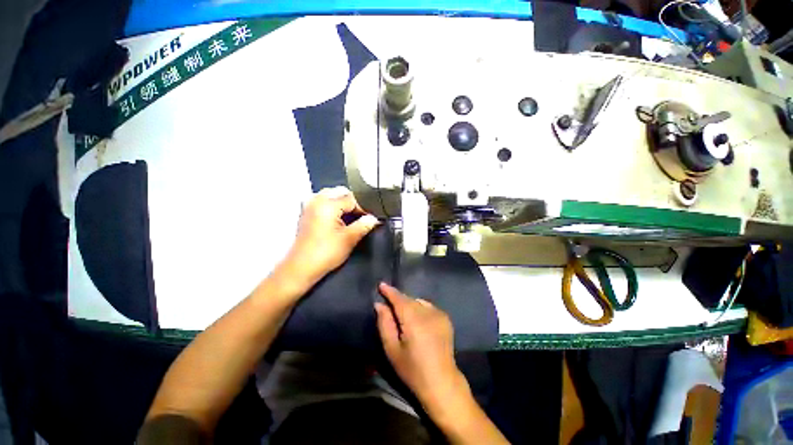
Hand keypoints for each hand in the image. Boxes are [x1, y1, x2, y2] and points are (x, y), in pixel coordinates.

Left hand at [281, 187, 378, 287]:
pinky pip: (323, 201)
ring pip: (331, 195)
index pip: (352, 198)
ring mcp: (309, 205)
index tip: (370, 218)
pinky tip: (338, 218)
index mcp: (327, 204)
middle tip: (362, 217)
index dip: (364, 208)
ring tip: (351, 217)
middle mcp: (316, 200)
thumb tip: (374, 218)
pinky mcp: (306, 213)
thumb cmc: (326, 253)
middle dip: (353, 202)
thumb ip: (364, 225)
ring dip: (343, 203)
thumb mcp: (350, 238)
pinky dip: (333, 206)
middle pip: (341, 192)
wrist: (302, 267)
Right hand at [374, 283, 467, 410]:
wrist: (441, 381)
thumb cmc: (412, 369)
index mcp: (413, 319)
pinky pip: (428, 306)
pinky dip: (419, 307)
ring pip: (418, 301)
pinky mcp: (445, 318)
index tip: (381, 285)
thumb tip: (379, 304)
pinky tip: (417, 318)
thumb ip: (385, 323)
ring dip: (409, 303)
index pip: (399, 298)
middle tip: (388, 303)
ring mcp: (439, 313)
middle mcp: (428, 312)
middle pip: (409, 299)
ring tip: (402, 312)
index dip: (389, 291)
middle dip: (398, 299)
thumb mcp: (392, 349)